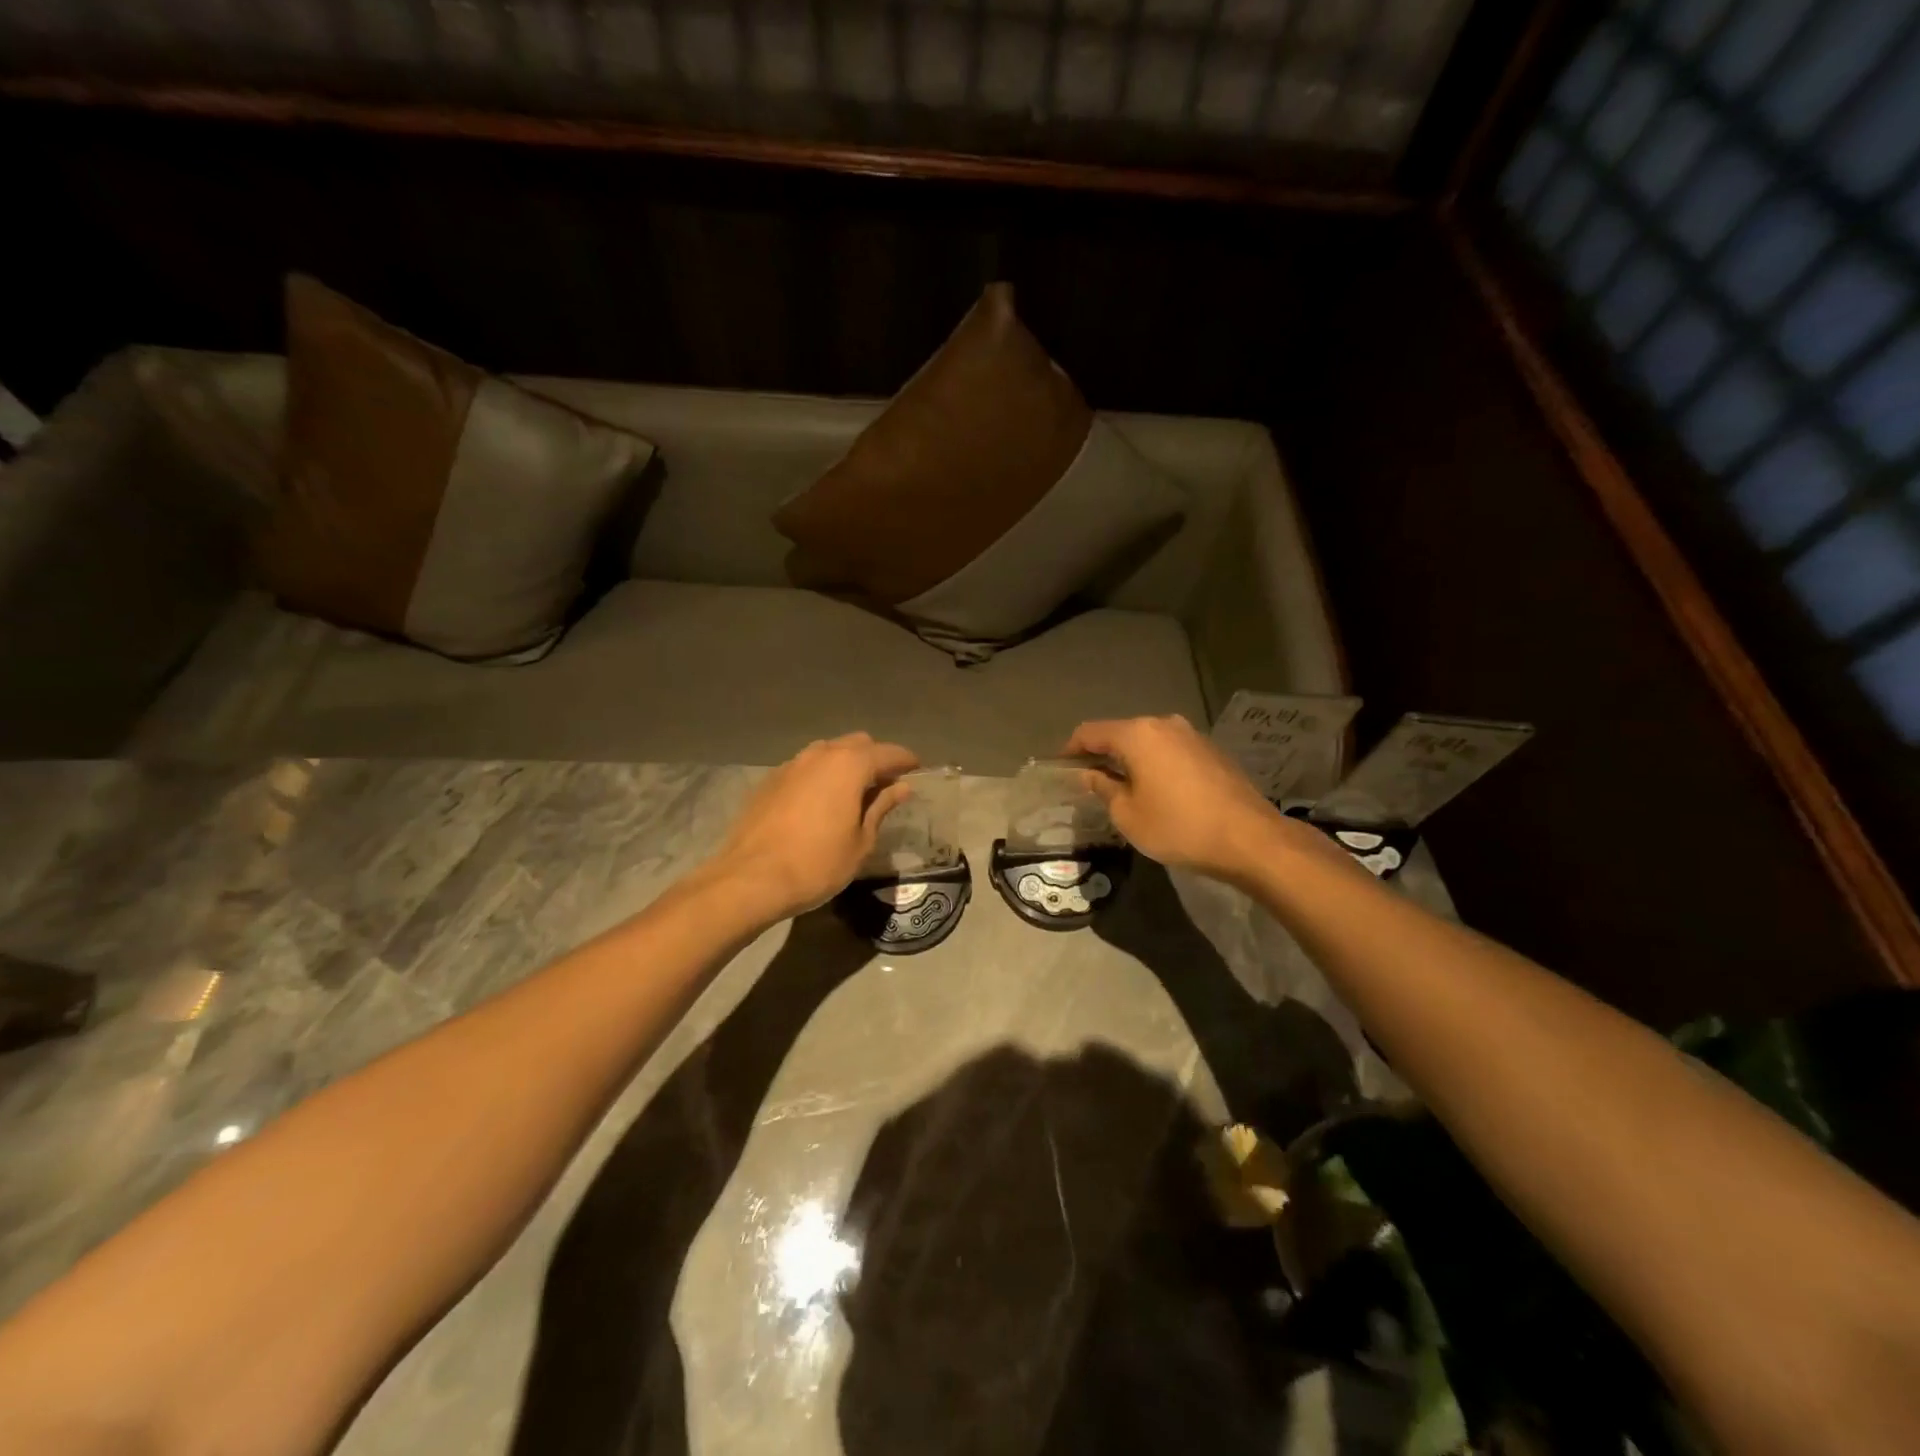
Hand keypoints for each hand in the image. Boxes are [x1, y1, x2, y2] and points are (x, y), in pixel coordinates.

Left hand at [710, 733, 918, 920]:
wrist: (750, 879)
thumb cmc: (817, 863)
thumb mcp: (861, 841)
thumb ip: (881, 807)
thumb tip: (901, 787)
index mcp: (849, 765)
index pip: (887, 752)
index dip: (906, 760)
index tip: (917, 769)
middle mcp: (820, 754)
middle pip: (856, 744)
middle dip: (875, 758)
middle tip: (886, 784)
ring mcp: (791, 765)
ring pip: (827, 752)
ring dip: (845, 765)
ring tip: (854, 792)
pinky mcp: (769, 781)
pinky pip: (805, 768)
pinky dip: (820, 776)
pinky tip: (821, 802)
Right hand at [1066, 715, 1315, 884]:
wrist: (1250, 839)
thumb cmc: (1179, 826)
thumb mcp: (1128, 815)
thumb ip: (1104, 789)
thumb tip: (1090, 775)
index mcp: (1138, 734)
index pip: (1090, 732)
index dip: (1070, 749)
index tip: (1060, 767)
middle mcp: (1164, 724)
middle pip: (1121, 733)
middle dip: (1101, 754)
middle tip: (1087, 780)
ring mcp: (1192, 735)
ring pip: (1148, 742)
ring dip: (1130, 760)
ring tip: (1120, 787)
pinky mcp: (1211, 751)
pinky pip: (1170, 751)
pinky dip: (1155, 764)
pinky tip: (1156, 790)